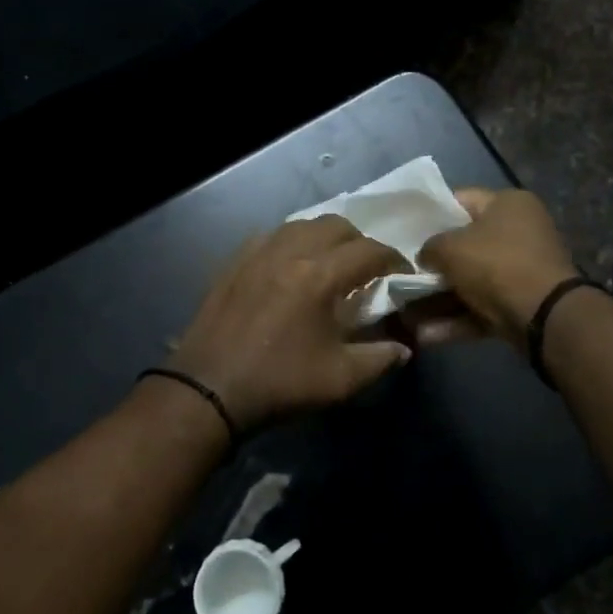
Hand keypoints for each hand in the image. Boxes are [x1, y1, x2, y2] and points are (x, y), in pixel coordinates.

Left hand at [167, 215, 411, 431]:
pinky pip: (270, 236)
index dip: (394, 260)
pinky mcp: (234, 262)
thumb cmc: (279, 383)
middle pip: (336, 225)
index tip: (402, 276)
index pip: (369, 250)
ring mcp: (256, 253)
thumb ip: (380, 358)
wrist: (209, 389)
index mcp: (319, 275)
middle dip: (360, 242)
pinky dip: (290, 243)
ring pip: (301, 225)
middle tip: (367, 269)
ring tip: (330, 265)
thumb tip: (403, 346)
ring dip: (324, 238)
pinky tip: (290, 267)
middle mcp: (289, 252)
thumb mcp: (340, 379)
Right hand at [413, 188, 578, 351]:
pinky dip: (456, 320)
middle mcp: (519, 232)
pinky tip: (425, 334)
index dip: (431, 214)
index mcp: (508, 204)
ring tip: (406, 312)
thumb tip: (425, 257)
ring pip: (471, 281)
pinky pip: (481, 308)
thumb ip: (430, 247)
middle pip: (465, 244)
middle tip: (403, 272)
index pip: (461, 200)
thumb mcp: (451, 248)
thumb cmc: (496, 265)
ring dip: (439, 299)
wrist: (544, 316)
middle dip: (434, 263)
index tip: (406, 231)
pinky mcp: (521, 304)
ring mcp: (522, 270)